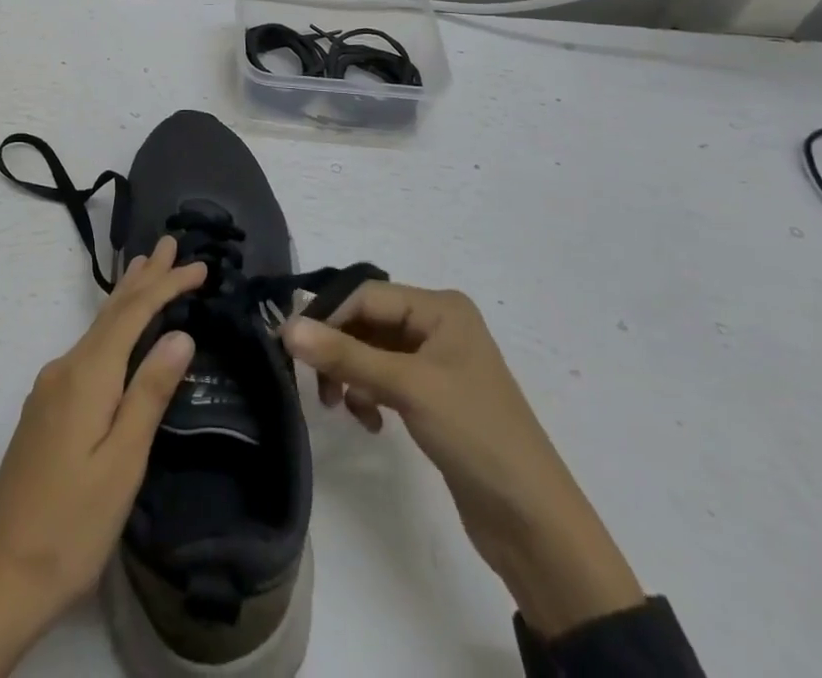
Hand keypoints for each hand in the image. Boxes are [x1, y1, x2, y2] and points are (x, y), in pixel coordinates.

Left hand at [0, 238, 205, 676]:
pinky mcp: (46, 407)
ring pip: (97, 328)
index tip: (198, 265)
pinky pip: (87, 349)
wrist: (2, 574)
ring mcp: (50, 387)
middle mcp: (65, 368)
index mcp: (86, 375)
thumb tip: (180, 334)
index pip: (132, 314)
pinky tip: (117, 330)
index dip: (165, 285)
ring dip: (126, 298)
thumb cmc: (72, 523)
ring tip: (145, 268)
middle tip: (169, 244)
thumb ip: (149, 393)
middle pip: (111, 312)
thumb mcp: (122, 463)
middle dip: (143, 277)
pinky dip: (111, 327)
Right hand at [282, 283, 643, 638]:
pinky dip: (368, 395)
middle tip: (317, 385)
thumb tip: (286, 328)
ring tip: (342, 408)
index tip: (292, 346)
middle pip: (367, 322)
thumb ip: (344, 356)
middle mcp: (438, 325)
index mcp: (441, 308)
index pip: (366, 295)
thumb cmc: (476, 435)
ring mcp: (436, 362)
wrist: (535, 525)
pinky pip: (384, 379)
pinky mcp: (432, 397)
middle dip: (338, 350)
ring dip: (351, 375)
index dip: (327, 316)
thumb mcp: (407, 387)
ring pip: (372, 352)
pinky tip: (370, 422)